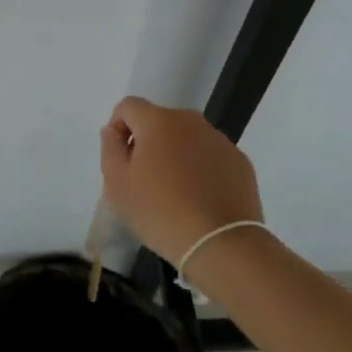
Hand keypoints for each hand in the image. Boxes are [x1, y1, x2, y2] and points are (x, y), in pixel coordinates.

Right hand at [100, 97, 263, 268]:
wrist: (222, 245)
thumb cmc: (161, 212)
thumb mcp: (117, 185)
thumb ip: (110, 149)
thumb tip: (114, 131)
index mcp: (158, 120)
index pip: (128, 106)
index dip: (119, 128)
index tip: (122, 160)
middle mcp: (190, 121)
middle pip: (159, 121)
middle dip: (149, 143)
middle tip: (146, 180)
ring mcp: (219, 140)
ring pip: (187, 139)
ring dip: (177, 155)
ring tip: (176, 193)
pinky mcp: (240, 162)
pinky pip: (211, 156)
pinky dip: (202, 169)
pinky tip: (201, 200)